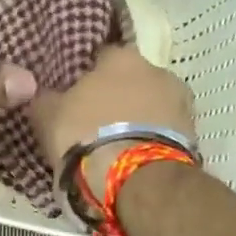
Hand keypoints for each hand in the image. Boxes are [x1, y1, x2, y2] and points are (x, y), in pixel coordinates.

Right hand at [28, 44, 196, 194]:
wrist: (137, 179)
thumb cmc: (87, 135)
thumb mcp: (48, 116)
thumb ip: (44, 98)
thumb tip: (42, 92)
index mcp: (120, 57)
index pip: (100, 56)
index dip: (85, 76)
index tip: (75, 96)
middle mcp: (157, 69)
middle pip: (131, 80)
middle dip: (116, 97)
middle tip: (95, 122)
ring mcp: (180, 102)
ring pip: (151, 106)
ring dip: (137, 119)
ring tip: (117, 145)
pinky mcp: (193, 134)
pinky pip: (164, 131)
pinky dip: (151, 140)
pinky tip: (135, 158)